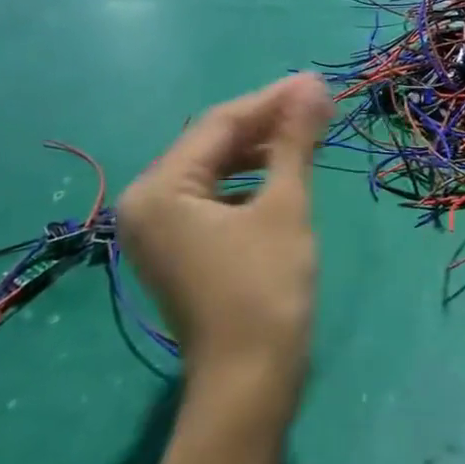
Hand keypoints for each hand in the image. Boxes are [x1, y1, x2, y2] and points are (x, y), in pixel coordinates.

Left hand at [118, 73, 332, 424]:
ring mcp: (159, 230)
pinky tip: (281, 174)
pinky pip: (213, 197)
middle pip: (212, 145)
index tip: (318, 83)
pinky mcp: (178, 249)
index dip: (272, 100)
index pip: (219, 125)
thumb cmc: (266, 289)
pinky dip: (248, 182)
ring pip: (214, 170)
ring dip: (260, 151)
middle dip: (267, 123)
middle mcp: (146, 204)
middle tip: (318, 106)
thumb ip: (294, 142)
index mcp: (160, 189)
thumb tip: (313, 86)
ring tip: (307, 134)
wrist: (251, 380)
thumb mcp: (284, 207)